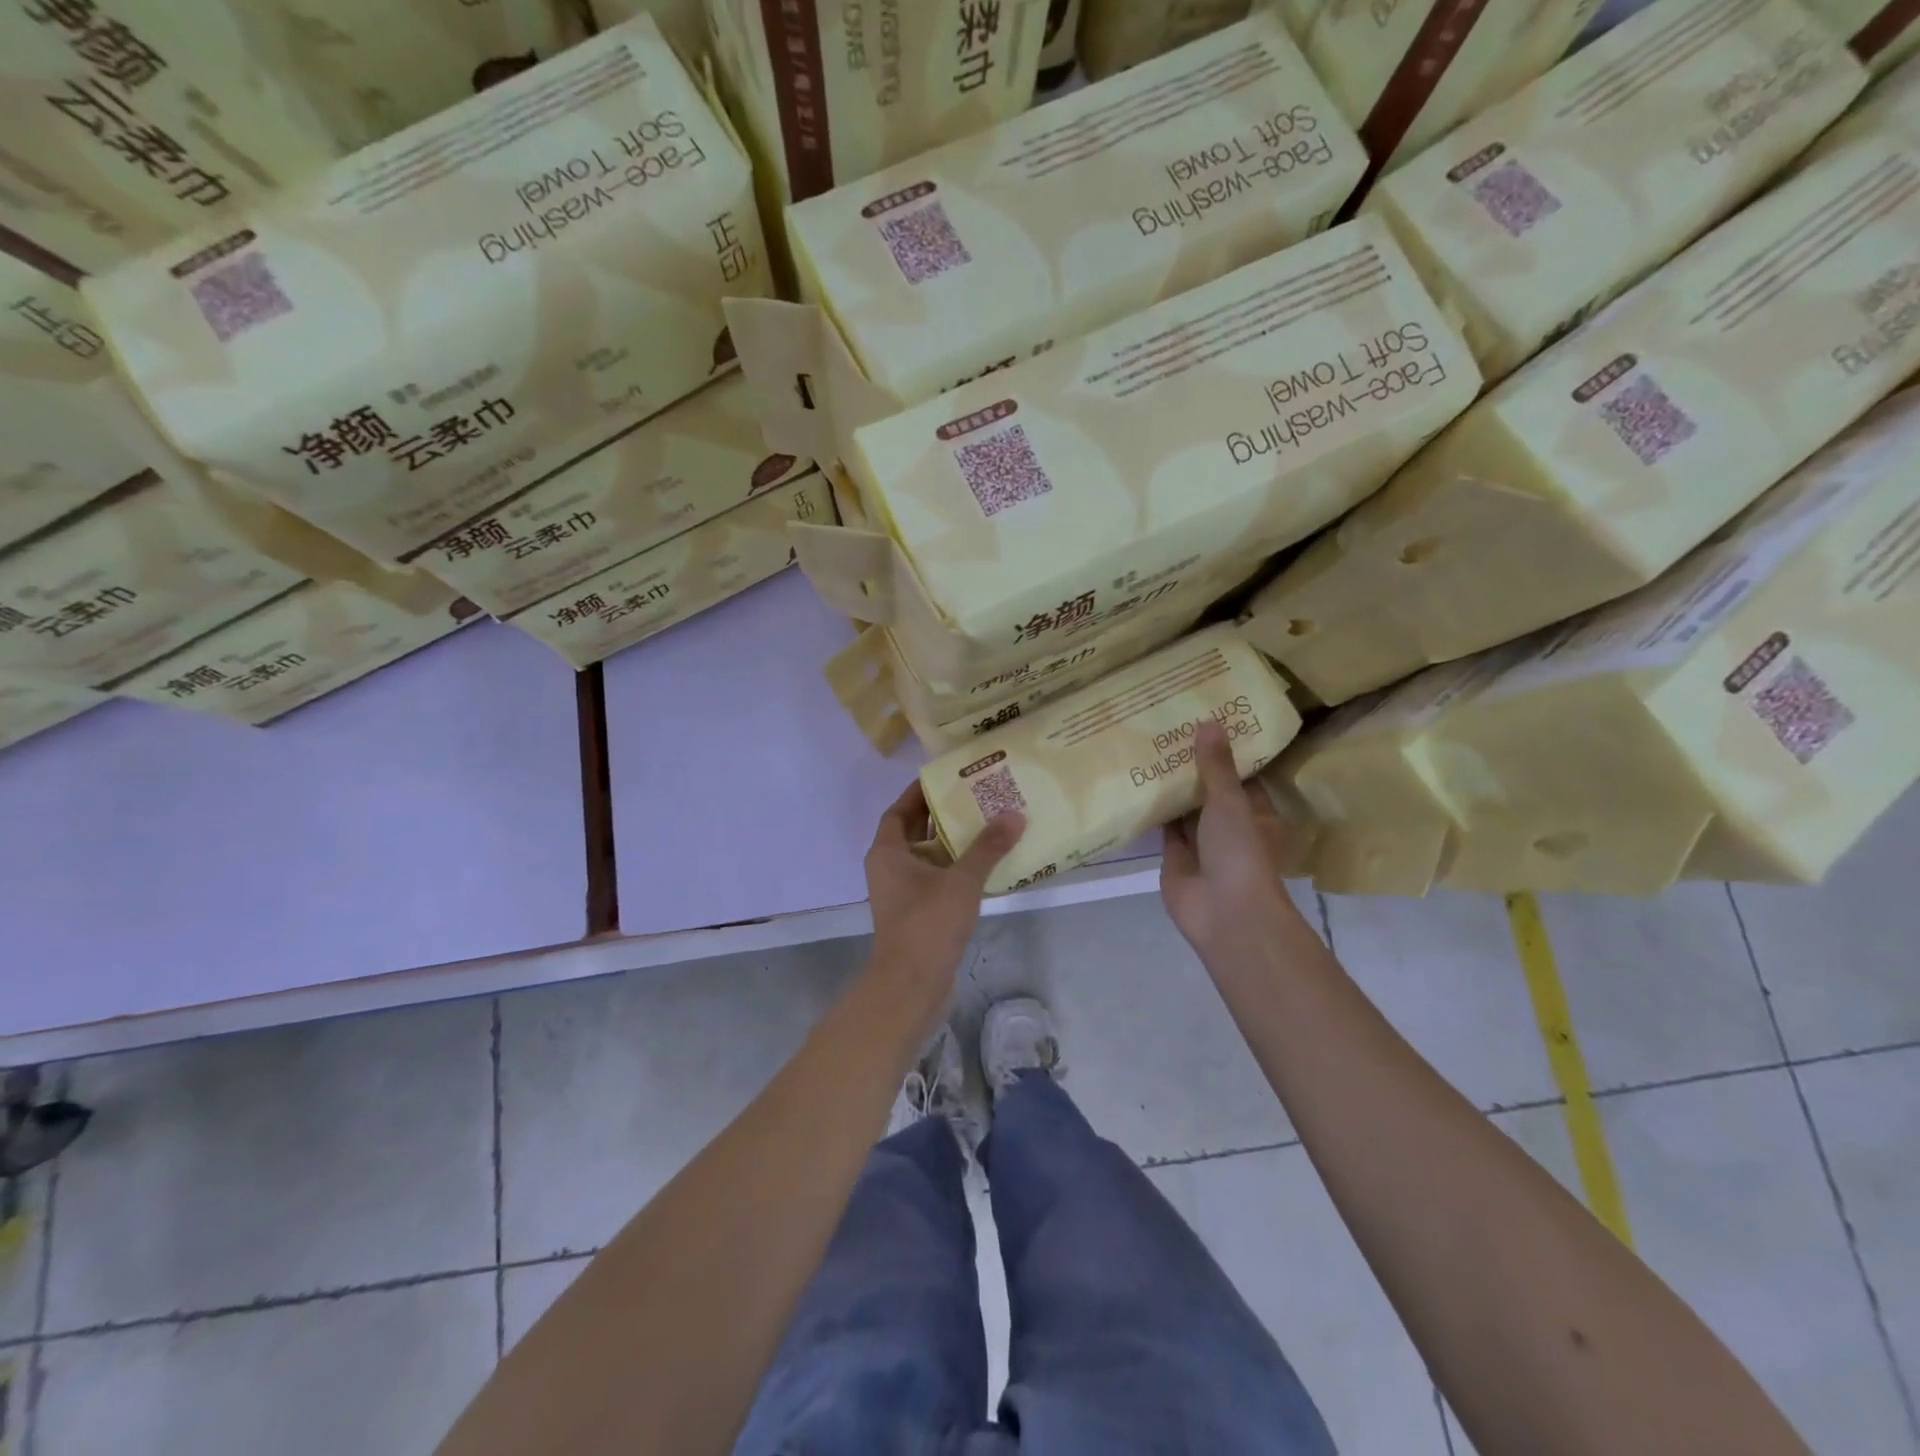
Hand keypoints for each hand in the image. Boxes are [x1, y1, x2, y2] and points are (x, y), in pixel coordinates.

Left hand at [865, 781, 1023, 992]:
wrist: (911, 986)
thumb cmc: (927, 924)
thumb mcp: (961, 880)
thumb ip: (987, 847)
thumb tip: (1014, 815)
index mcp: (887, 853)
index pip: (900, 811)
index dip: (919, 793)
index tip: (946, 778)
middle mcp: (890, 869)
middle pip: (916, 832)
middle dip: (942, 815)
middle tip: (976, 797)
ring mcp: (903, 894)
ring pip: (929, 858)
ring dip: (953, 844)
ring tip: (988, 825)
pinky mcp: (918, 914)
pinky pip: (937, 880)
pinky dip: (957, 870)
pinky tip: (987, 865)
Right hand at [1161, 720, 1307, 961]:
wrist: (1224, 913)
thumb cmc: (1240, 852)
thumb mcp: (1231, 802)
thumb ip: (1216, 766)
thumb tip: (1209, 721)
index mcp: (1256, 814)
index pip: (1242, 777)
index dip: (1226, 752)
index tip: (1206, 722)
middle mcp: (1230, 828)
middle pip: (1211, 792)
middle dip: (1193, 768)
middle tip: (1169, 729)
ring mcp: (1201, 845)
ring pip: (1185, 810)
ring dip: (1172, 788)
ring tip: (1149, 749)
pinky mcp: (1175, 859)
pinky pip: (1164, 829)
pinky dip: (1154, 811)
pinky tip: (1137, 784)